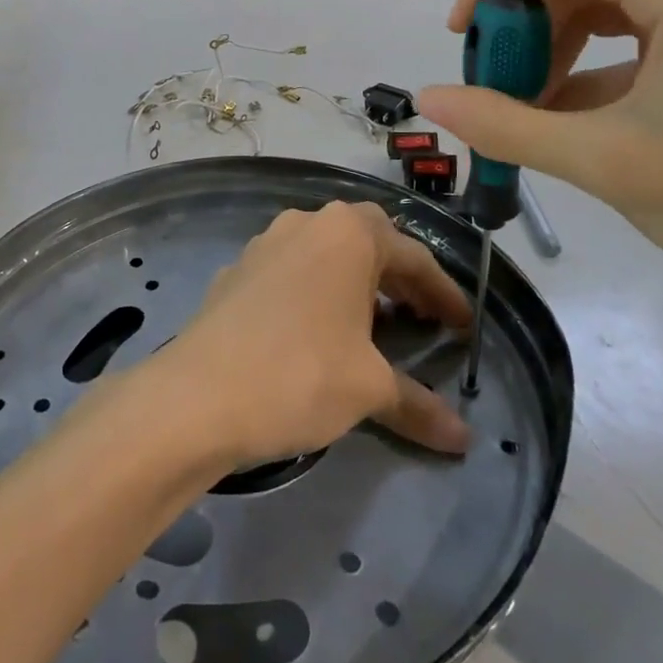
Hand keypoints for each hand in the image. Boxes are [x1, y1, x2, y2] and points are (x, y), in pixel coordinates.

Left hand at [157, 203, 471, 470]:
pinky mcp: (237, 270)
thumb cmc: (299, 374)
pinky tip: (316, 330)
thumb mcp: (368, 388)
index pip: (412, 257)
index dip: (444, 294)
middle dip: (399, 277)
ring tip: (372, 324)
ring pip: (325, 252)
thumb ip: (418, 404)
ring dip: (355, 281)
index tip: (464, 327)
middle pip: (368, 241)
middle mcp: (306, 223)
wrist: (197, 394)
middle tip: (421, 317)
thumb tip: (463, 439)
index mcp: (347, 234)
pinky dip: (316, 292)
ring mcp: (265, 243)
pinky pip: (291, 270)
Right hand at [416, 0, 662, 322]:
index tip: (459, 35)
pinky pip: (629, 28)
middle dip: (522, 19)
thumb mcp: (601, 163)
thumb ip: (504, 125)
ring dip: (551, 41)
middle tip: (493, 79)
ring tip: (528, 101)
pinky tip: (567, 111)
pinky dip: (586, 60)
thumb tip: (429, 98)